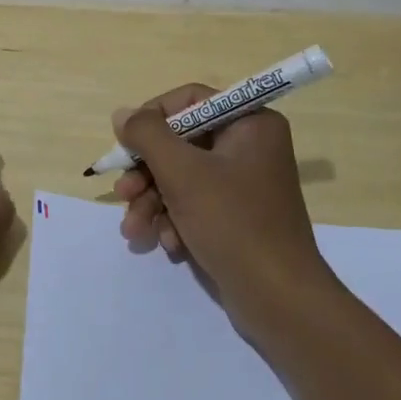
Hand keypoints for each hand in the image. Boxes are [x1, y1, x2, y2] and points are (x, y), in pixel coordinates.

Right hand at [112, 84, 332, 320]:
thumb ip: (147, 135)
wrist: (278, 299)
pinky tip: (167, 244)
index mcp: (250, 123)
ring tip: (134, 230)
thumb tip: (122, 114)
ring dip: (153, 202)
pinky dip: (175, 220)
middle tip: (122, 194)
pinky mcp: (237, 216)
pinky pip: (195, 204)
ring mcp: (244, 184)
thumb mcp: (182, 172)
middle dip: (146, 173)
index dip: (152, 118)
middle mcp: (250, 147)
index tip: (126, 143)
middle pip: (181, 143)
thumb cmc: (232, 222)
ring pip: (182, 177)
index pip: (190, 100)